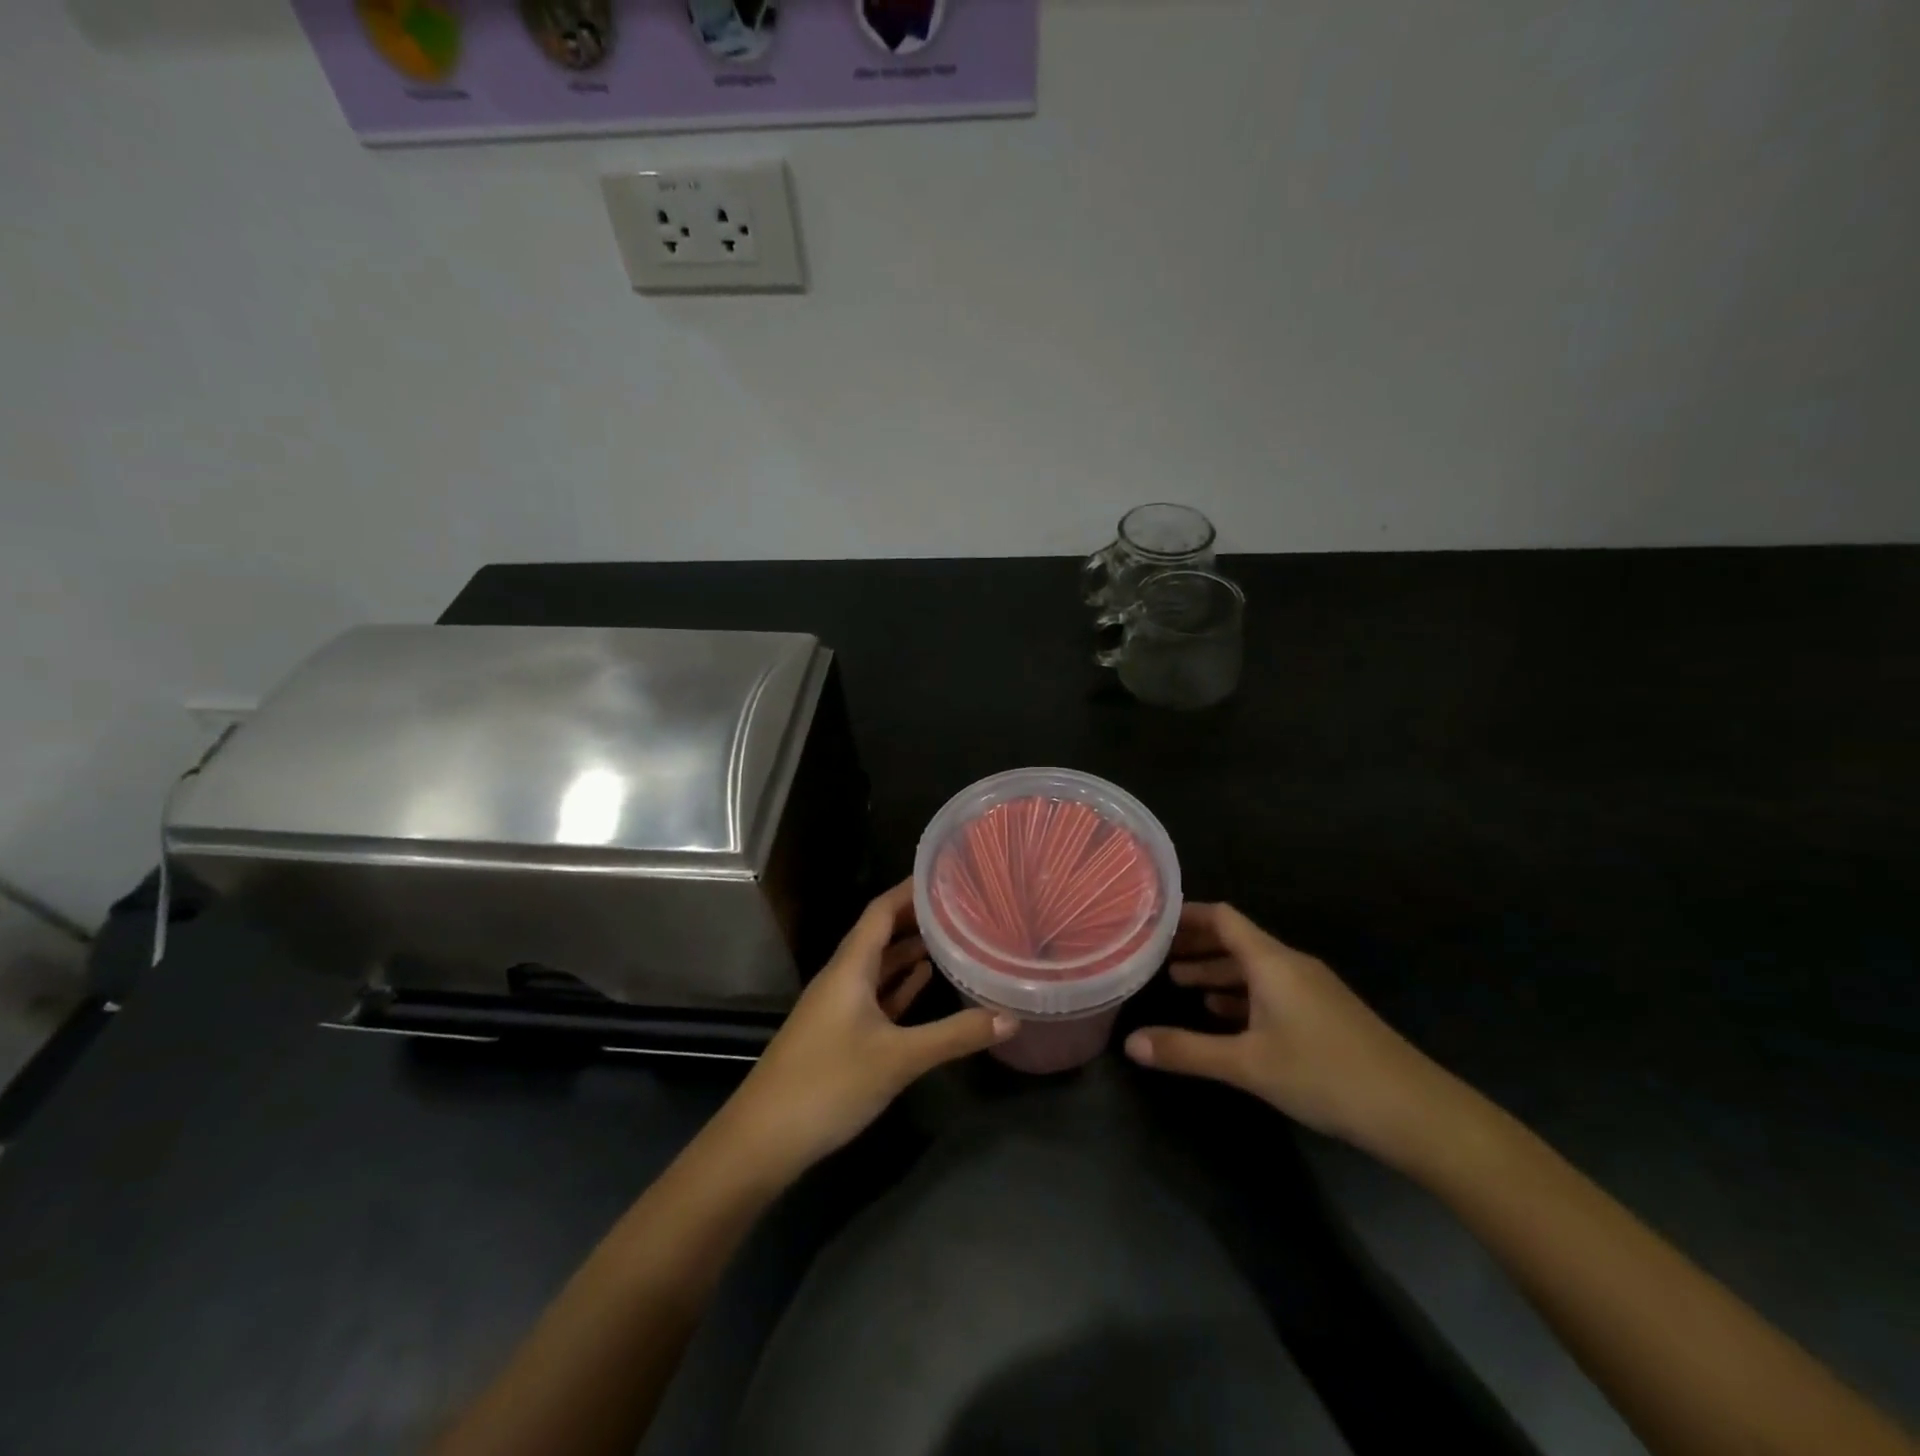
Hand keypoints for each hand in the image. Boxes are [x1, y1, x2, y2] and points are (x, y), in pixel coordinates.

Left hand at [717, 881, 1014, 1180]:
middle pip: (880, 933)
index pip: (881, 910)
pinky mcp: (839, 1034)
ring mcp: (838, 1006)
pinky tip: (924, 981)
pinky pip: (874, 994)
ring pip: (878, 965)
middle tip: (960, 903)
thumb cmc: (828, 1083)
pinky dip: (899, 984)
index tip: (946, 873)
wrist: (764, 1139)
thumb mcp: (898, 1059)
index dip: (911, 889)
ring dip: (909, 949)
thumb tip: (1011, 1017)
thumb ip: (955, 1035)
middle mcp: (842, 977)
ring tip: (951, 934)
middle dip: (916, 916)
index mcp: (850, 967)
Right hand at [1124, 903, 1453, 1157]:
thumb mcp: (1247, 1064)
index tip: (1152, 920)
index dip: (1186, 915)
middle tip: (1155, 956)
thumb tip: (1130, 1043)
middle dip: (1195, 946)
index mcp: (1272, 961)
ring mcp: (1312, 988)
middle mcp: (1291, 965)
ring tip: (1179, 984)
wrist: (1415, 1111)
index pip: (1222, 918)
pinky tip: (1223, 1015)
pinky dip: (1242, 994)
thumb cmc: (1324, 1074)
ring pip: (1253, 967)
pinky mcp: (1325, 1013)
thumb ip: (1187, 1051)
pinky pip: (1272, 989)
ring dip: (1217, 972)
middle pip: (1235, 940)